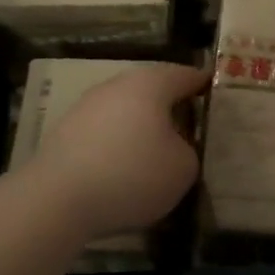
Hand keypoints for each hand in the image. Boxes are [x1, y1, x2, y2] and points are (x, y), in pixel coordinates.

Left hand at [23, 63, 208, 240]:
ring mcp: (87, 106)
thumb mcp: (183, 168)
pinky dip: (119, 143)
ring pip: (126, 109)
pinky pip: (105, 131)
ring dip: (143, 125)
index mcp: (151, 84)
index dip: (203, 84)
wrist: (58, 199)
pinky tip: (124, 167)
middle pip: (153, 89)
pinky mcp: (66, 131)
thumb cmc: (132, 174)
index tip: (216, 93)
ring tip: (158, 150)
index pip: (186, 75)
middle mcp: (117, 85)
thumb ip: (188, 150)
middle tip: (191, 125)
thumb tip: (174, 147)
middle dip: (172, 105)